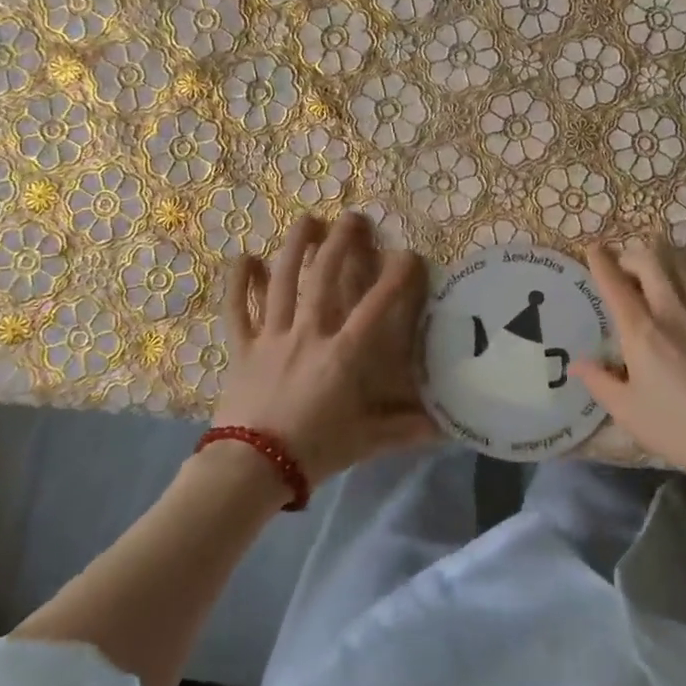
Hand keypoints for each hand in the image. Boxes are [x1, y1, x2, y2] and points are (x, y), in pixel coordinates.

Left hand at [212, 211, 434, 488]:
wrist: (249, 468)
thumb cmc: (312, 452)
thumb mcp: (364, 441)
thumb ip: (405, 429)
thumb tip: (448, 428)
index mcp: (341, 354)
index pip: (375, 306)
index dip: (395, 277)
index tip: (409, 254)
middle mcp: (308, 334)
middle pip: (324, 277)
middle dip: (340, 243)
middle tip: (352, 217)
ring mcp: (271, 336)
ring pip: (281, 281)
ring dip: (295, 247)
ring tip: (307, 219)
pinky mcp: (242, 347)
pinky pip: (237, 308)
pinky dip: (238, 282)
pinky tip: (244, 256)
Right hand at [569, 238, 685, 502]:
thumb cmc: (681, 429)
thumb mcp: (629, 412)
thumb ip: (600, 382)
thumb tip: (578, 364)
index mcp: (642, 330)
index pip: (615, 283)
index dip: (600, 261)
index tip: (592, 248)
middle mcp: (673, 309)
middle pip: (651, 260)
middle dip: (632, 255)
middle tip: (623, 268)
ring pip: (683, 265)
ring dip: (664, 261)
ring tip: (655, 273)